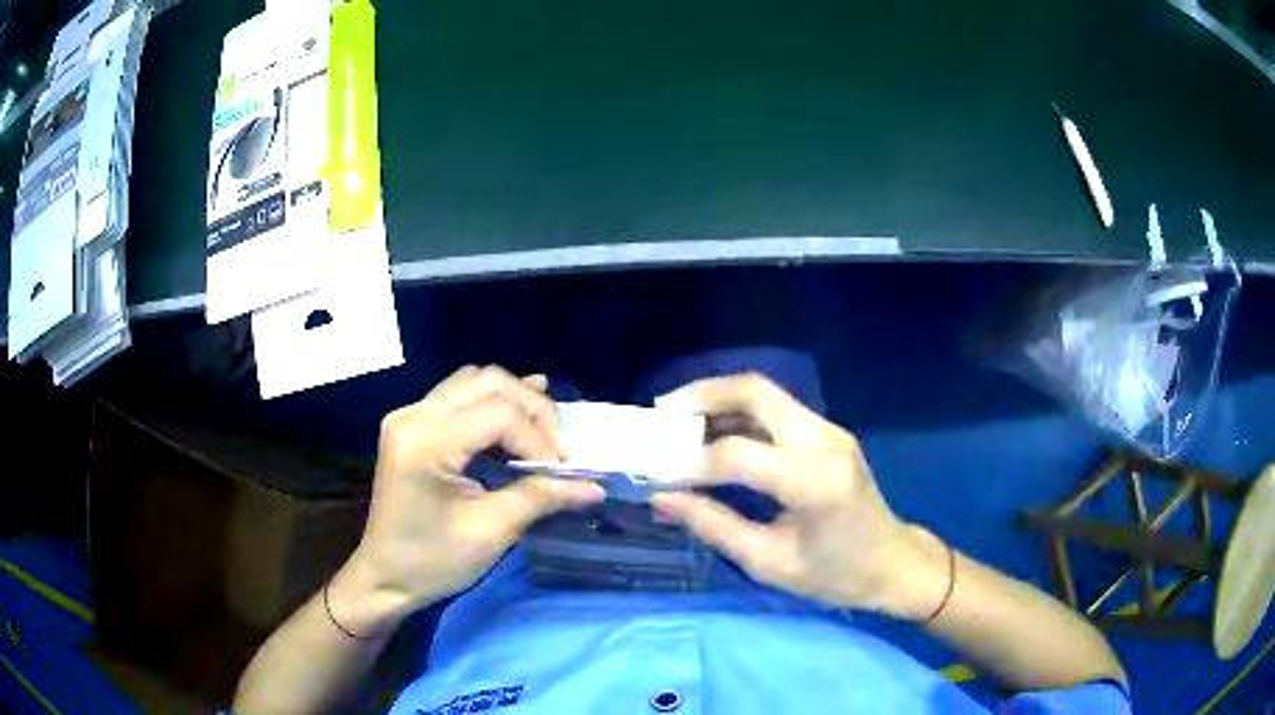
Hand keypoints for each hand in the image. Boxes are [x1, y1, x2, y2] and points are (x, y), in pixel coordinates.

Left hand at [328, 366, 605, 633]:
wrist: (384, 576)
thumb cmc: (433, 561)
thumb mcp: (491, 531)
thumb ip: (541, 497)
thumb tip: (594, 486)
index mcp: (425, 442)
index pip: (498, 414)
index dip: (539, 439)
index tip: (563, 472)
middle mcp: (413, 415)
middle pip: (488, 383)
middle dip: (533, 410)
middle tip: (558, 449)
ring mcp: (409, 416)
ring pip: (475, 381)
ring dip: (515, 402)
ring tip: (543, 435)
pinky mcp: (412, 425)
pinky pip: (459, 395)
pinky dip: (493, 404)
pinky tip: (517, 421)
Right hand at [652, 374, 947, 618]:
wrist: (893, 563)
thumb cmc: (835, 575)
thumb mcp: (769, 562)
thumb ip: (713, 524)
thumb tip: (661, 497)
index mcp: (814, 481)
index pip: (737, 454)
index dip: (690, 462)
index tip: (656, 474)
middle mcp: (824, 441)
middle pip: (755, 392)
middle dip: (703, 395)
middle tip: (662, 414)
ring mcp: (830, 430)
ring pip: (765, 393)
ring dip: (719, 400)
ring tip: (678, 420)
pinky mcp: (828, 433)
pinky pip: (777, 410)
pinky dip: (740, 414)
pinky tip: (714, 432)